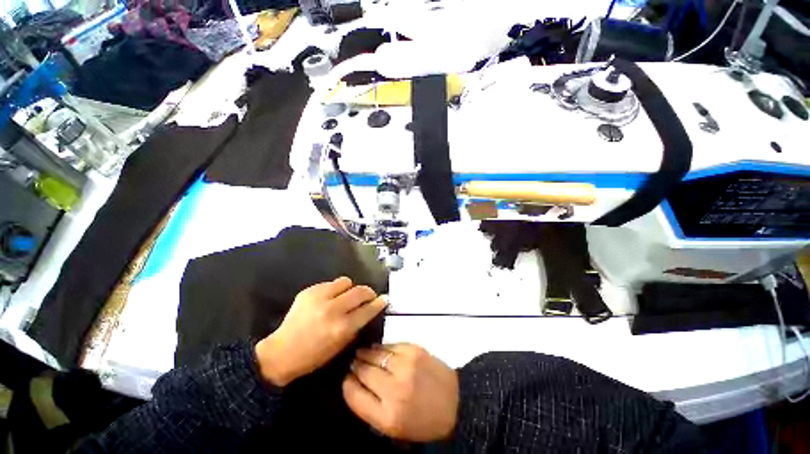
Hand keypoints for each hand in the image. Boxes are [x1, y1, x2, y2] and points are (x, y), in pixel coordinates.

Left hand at [255, 277, 385, 386]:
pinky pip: (330, 283)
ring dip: (350, 288)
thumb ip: (356, 326)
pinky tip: (329, 299)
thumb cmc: (313, 356)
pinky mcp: (309, 291)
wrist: (281, 352)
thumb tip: (368, 310)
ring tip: (346, 296)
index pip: (368, 309)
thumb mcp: (340, 346)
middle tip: (368, 296)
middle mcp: (333, 309)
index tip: (385, 298)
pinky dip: (334, 290)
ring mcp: (319, 298)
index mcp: (341, 327)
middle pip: (360, 291)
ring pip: (346, 281)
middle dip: (368, 292)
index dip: (379, 303)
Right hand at [342, 343, 458, 441]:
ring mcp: (406, 365)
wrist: (455, 402)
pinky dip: (381, 347)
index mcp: (387, 416)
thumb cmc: (422, 420)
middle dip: (355, 366)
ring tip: (361, 353)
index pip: (354, 395)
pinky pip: (390, 345)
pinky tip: (378, 349)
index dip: (347, 385)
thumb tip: (354, 383)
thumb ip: (370, 408)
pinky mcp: (415, 350)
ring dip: (365, 353)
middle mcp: (394, 389)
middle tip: (353, 363)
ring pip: (375, 354)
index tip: (347, 379)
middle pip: (363, 371)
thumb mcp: (394, 428)